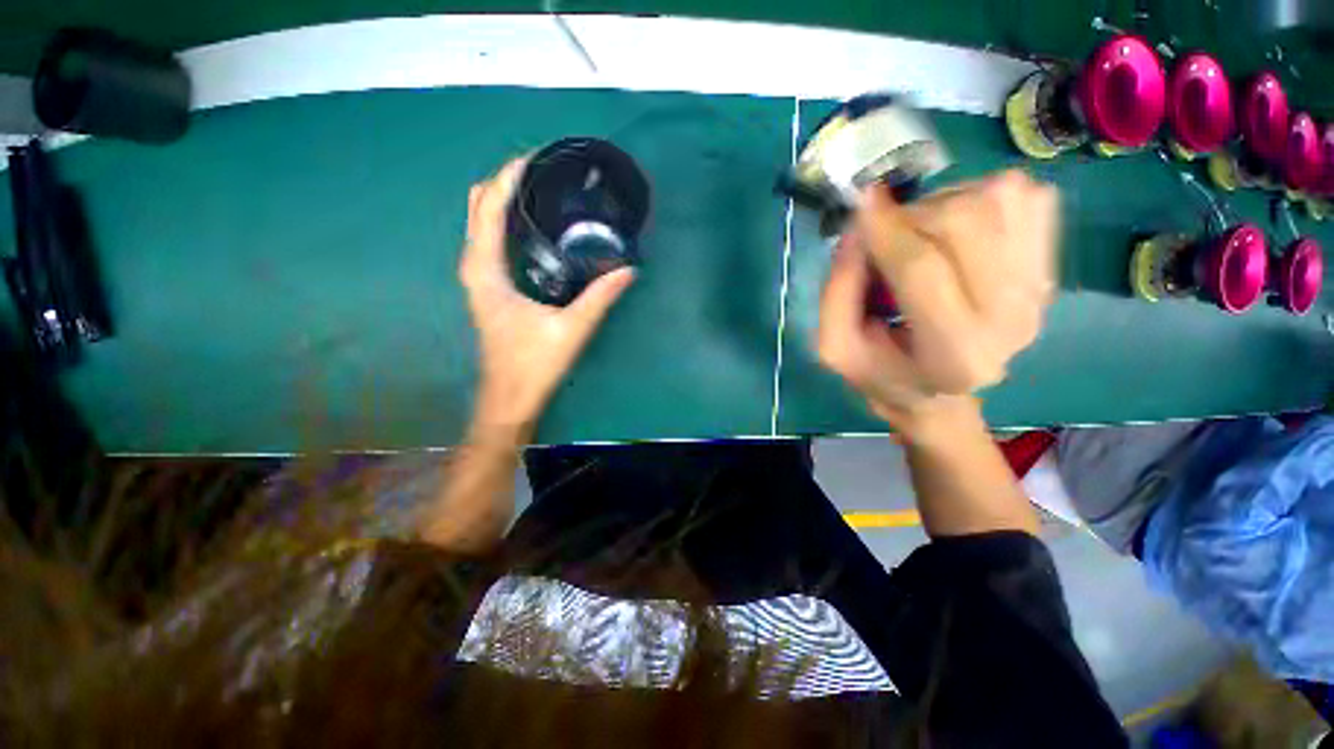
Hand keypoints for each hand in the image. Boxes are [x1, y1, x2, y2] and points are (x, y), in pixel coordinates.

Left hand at [460, 156, 634, 438]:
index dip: (509, 175)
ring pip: (482, 222)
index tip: (539, 155)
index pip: (488, 204)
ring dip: (505, 199)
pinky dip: (507, 221)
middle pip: (479, 205)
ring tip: (543, 190)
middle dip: (506, 181)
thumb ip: (600, 297)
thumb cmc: (533, 365)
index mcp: (486, 269)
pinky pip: (491, 239)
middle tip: (546, 172)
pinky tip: (536, 225)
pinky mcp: (488, 287)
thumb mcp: (571, 329)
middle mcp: (474, 265)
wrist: (509, 398)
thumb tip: (629, 269)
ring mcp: (479, 276)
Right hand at [817, 169, 1057, 435]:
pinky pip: (1025, 196)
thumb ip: (837, 291)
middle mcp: (1011, 320)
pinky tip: (960, 231)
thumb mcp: (837, 347)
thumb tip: (858, 224)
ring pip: (998, 198)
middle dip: (913, 215)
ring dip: (945, 203)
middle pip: (966, 221)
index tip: (861, 202)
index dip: (885, 229)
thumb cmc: (882, 372)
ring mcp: (1039, 290)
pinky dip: (983, 198)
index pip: (921, 269)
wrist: (940, 393)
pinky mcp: (1051, 265)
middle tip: (890, 234)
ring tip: (923, 234)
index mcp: (953, 354)